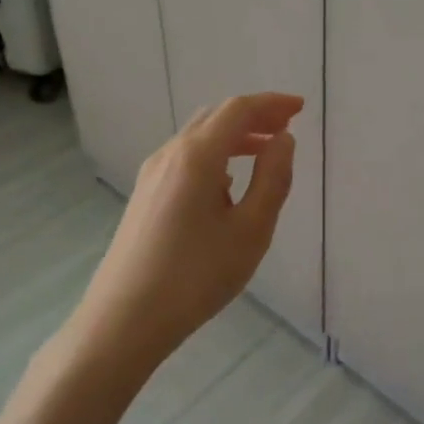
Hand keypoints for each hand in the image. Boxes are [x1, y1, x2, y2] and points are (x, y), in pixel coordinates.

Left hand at [79, 92, 302, 364]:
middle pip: (216, 117)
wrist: (124, 320)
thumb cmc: (196, 276)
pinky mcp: (144, 196)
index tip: (300, 107)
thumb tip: (283, 141)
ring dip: (234, 135)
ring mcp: (152, 175)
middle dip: (254, 116)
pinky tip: (229, 182)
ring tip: (265, 151)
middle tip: (286, 126)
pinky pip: (186, 158)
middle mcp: (170, 154)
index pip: (238, 110)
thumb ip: (272, 179)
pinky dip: (216, 154)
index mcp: (197, 156)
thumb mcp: (251, 230)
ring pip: (199, 137)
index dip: (271, 103)